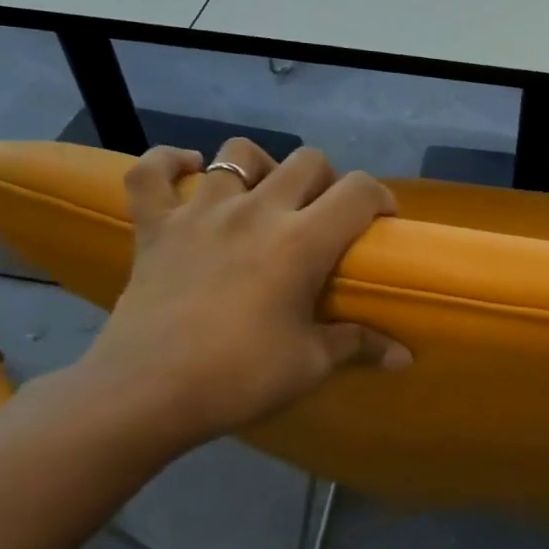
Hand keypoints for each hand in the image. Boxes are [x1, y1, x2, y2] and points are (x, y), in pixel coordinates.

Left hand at [74, 139, 407, 450]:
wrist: (144, 395)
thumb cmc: (238, 377)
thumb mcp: (310, 364)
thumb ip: (359, 345)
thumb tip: (404, 358)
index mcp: (302, 241)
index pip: (358, 191)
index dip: (380, 198)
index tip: (381, 221)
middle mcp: (256, 212)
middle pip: (307, 160)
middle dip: (327, 180)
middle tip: (324, 216)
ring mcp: (200, 212)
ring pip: (237, 153)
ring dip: (261, 167)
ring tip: (263, 197)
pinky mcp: (154, 226)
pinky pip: (150, 172)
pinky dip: (168, 163)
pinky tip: (188, 171)